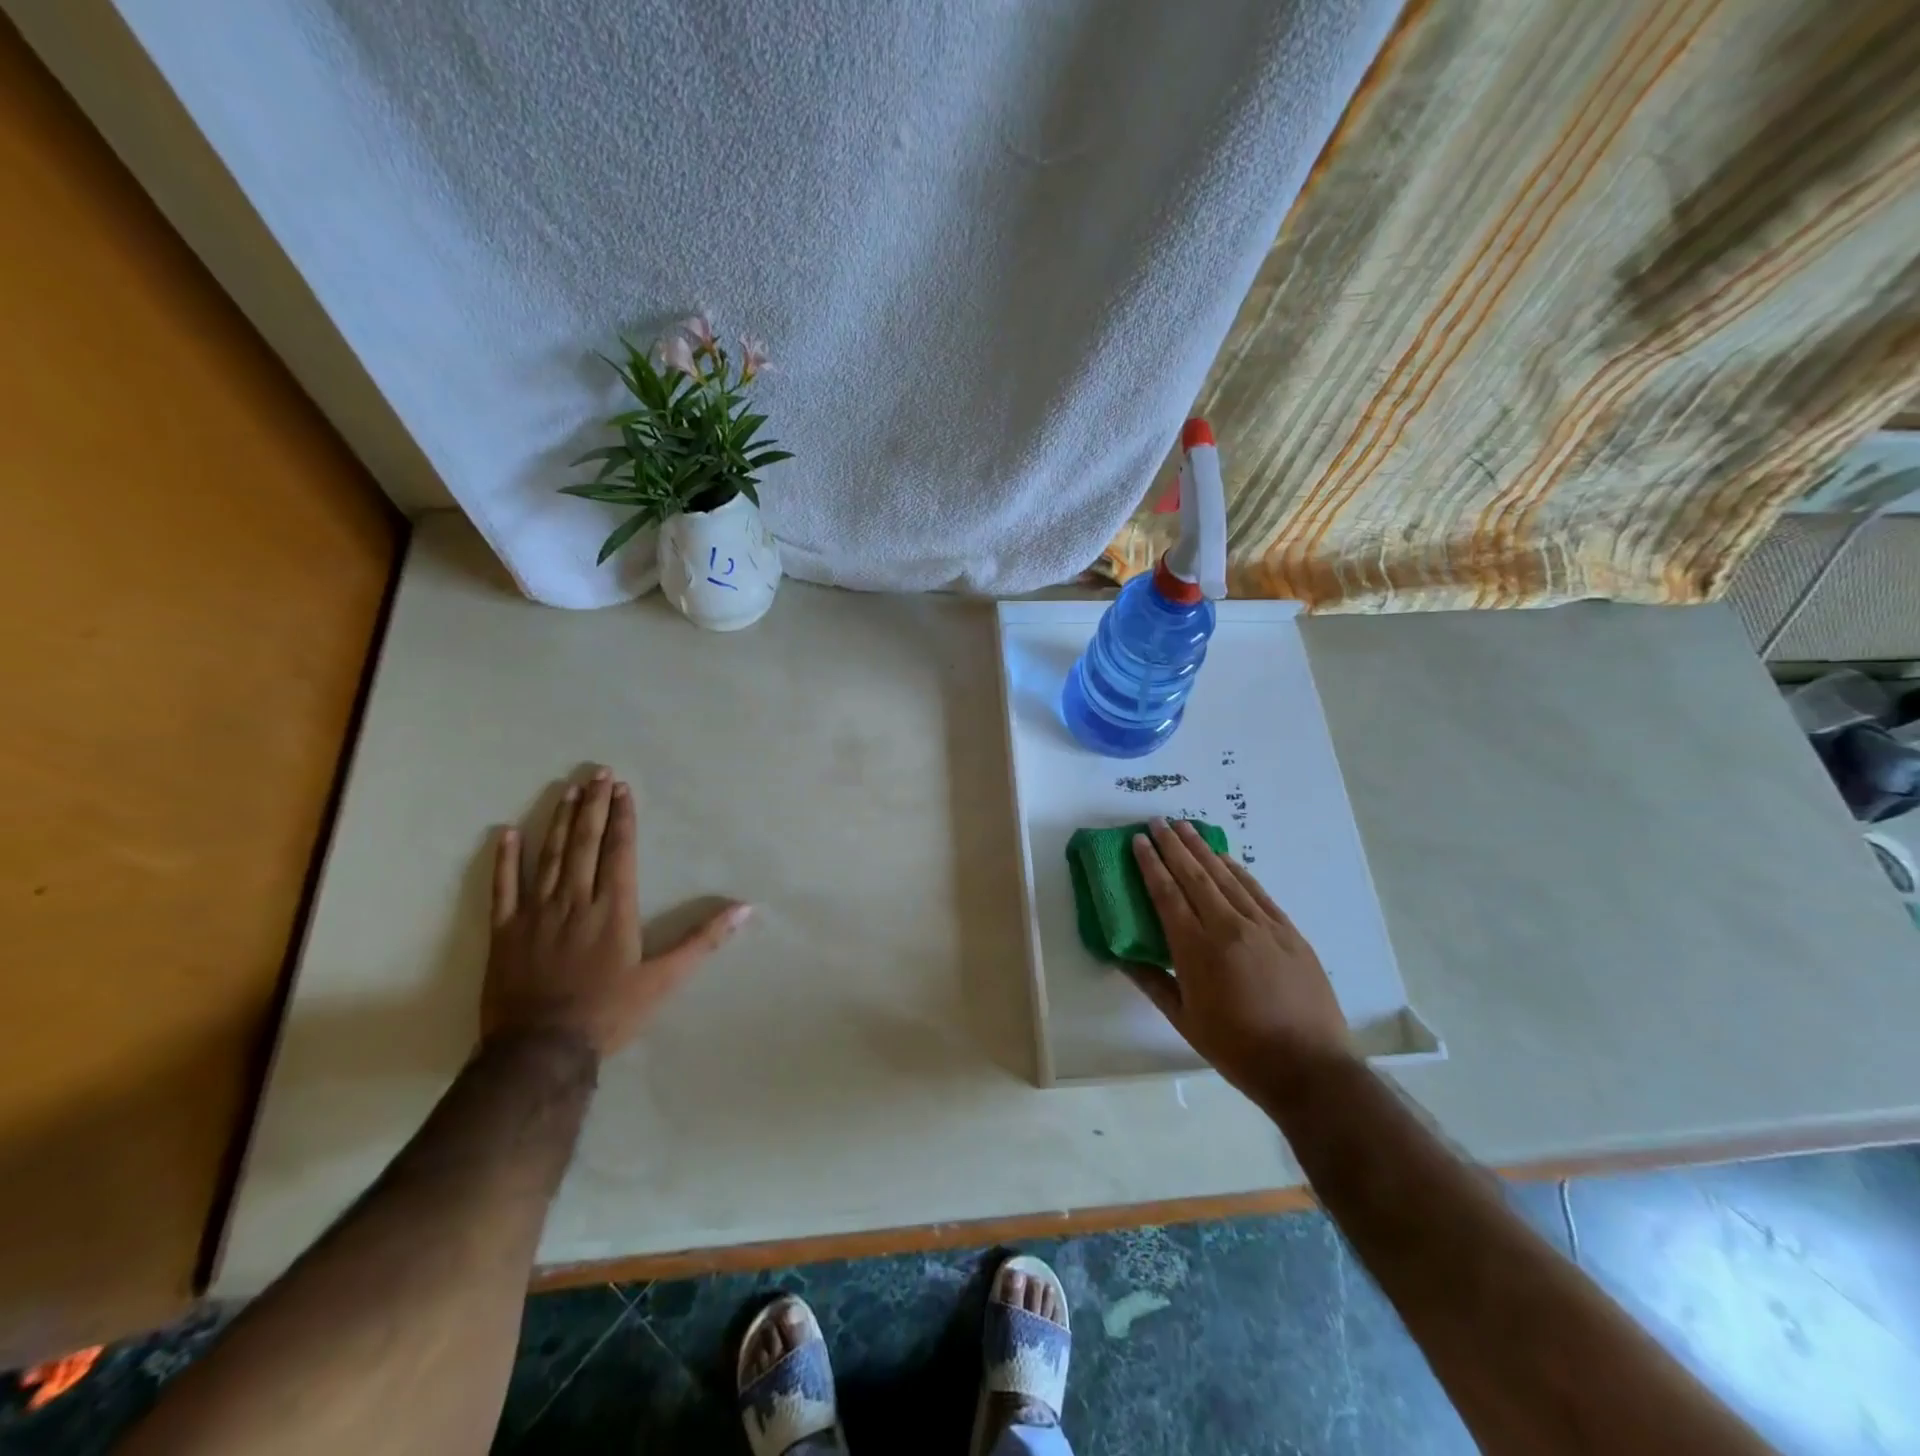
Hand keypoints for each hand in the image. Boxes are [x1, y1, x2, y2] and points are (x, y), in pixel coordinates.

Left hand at [483, 767, 750, 1058]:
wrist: (540, 1051)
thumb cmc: (609, 1013)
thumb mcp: (665, 980)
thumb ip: (703, 940)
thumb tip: (745, 909)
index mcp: (613, 909)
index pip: (619, 851)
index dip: (621, 818)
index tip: (621, 789)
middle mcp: (575, 901)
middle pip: (584, 843)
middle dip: (592, 806)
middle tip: (596, 774)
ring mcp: (535, 914)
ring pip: (549, 856)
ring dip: (558, 821)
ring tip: (566, 789)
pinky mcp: (504, 931)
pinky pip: (503, 888)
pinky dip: (505, 860)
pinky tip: (507, 833)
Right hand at [1124, 817, 1352, 1100]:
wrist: (1309, 1067)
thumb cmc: (1238, 1048)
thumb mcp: (1185, 1020)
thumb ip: (1152, 983)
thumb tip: (1121, 957)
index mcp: (1196, 950)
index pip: (1167, 894)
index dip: (1151, 864)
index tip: (1139, 840)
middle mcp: (1227, 927)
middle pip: (1194, 875)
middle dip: (1173, 845)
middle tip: (1158, 821)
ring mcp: (1262, 926)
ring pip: (1225, 877)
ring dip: (1203, 849)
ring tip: (1185, 827)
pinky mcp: (1288, 931)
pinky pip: (1257, 891)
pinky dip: (1237, 870)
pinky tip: (1225, 858)